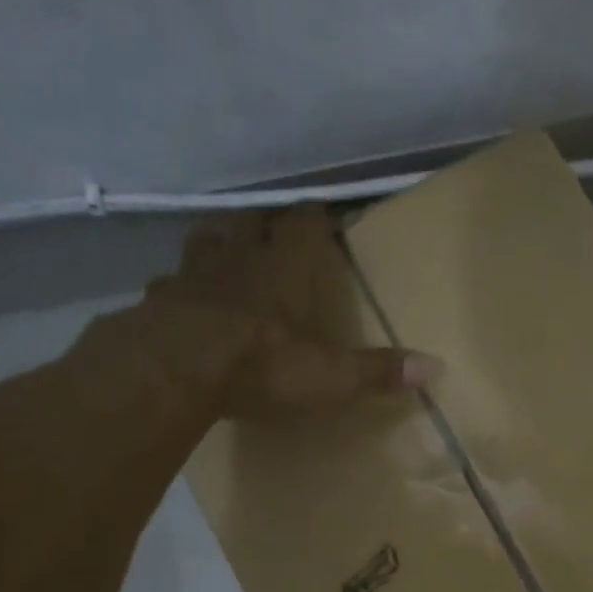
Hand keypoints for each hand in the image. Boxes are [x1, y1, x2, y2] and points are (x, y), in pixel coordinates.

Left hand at [138, 207, 437, 418]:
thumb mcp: (328, 376)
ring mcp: (190, 275)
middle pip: (249, 222)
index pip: (303, 223)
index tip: (323, 214)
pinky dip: (178, 290)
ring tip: (225, 257)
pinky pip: (168, 284)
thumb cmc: (259, 365)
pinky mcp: (156, 300)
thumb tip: (435, 368)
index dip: (314, 217)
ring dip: (218, 245)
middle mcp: (237, 258)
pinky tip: (180, 305)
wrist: (173, 371)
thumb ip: (377, 371)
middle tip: (272, 232)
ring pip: (205, 242)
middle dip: (263, 224)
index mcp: (282, 268)